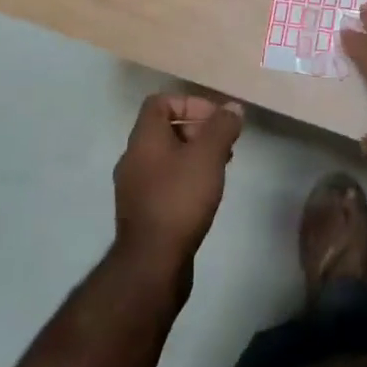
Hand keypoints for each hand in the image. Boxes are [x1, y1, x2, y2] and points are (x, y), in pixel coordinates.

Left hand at [113, 93, 243, 270]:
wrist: (152, 263)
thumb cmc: (179, 199)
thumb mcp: (208, 156)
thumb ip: (222, 127)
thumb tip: (233, 108)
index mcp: (144, 139)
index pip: (160, 102)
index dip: (190, 103)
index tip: (216, 119)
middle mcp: (133, 158)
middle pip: (164, 129)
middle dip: (197, 129)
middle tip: (223, 143)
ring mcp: (135, 188)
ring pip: (166, 157)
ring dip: (194, 155)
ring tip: (220, 167)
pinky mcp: (142, 212)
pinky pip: (165, 181)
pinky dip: (186, 178)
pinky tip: (205, 193)